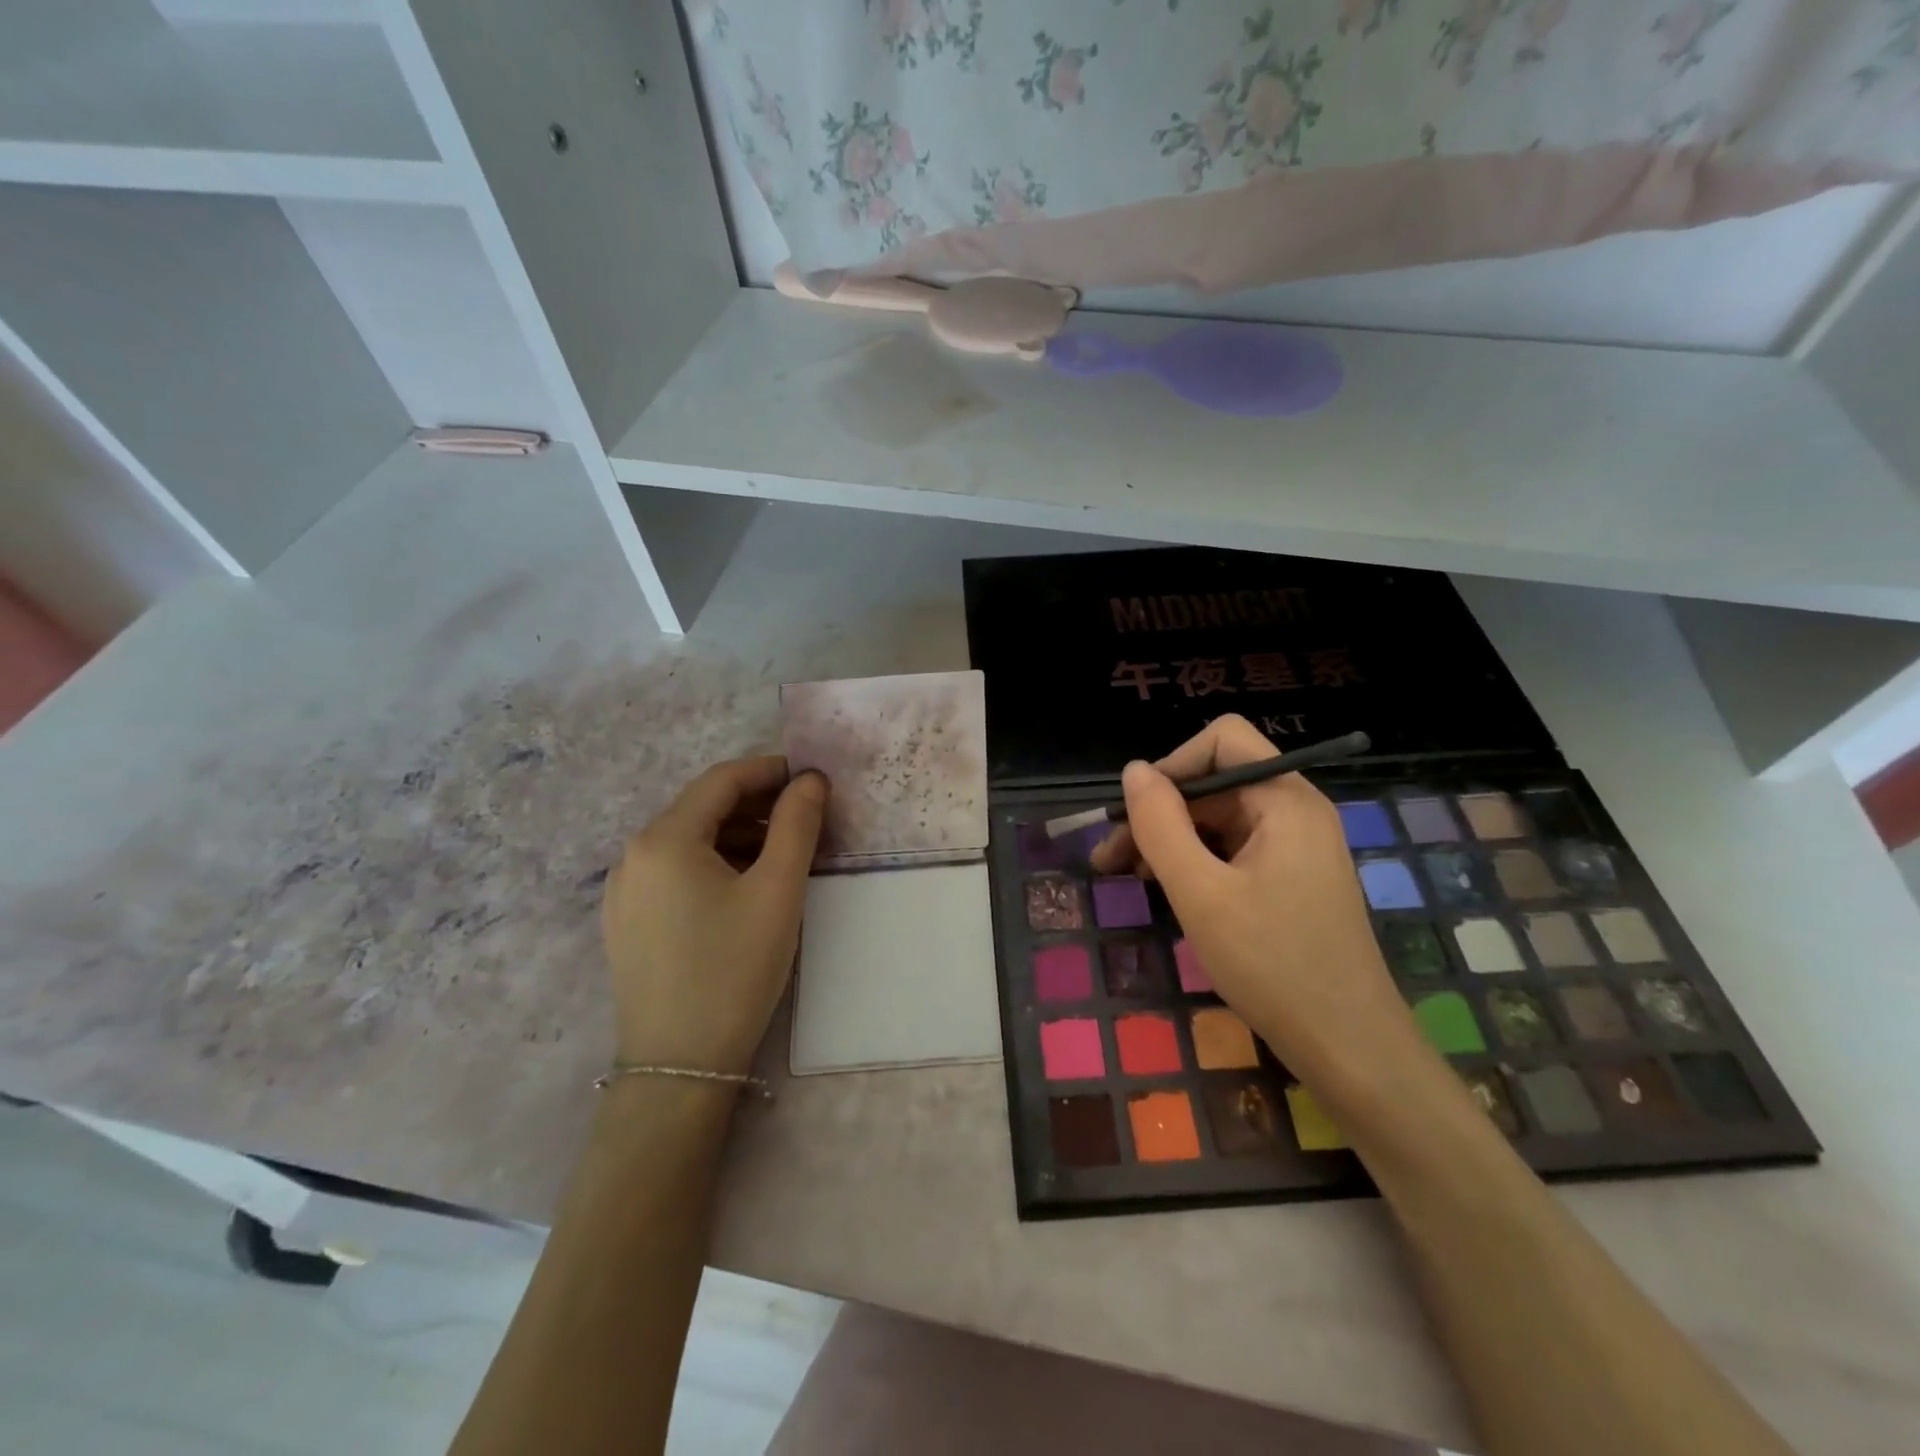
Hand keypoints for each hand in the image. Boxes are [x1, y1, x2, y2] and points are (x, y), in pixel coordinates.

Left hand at [601, 755, 826, 1075]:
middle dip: (757, 804)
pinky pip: (675, 871)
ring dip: (738, 835)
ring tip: (783, 853)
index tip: (812, 778)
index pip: (722, 780)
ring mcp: (623, 891)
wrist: (679, 1068)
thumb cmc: (733, 970)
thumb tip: (811, 780)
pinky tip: (745, 886)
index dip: (770, 770)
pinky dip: (714, 863)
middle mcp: (633, 855)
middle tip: (807, 817)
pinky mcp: (627, 921)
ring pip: (689, 841)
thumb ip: (797, 825)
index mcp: (664, 839)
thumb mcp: (777, 892)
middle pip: (702, 807)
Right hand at [1091, 715, 1425, 1095]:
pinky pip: (1231, 850)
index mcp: (1285, 800)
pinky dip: (1193, 862)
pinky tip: (1163, 889)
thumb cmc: (1273, 965)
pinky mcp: (1289, 879)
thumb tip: (1133, 770)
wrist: (1349, 1048)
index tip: (1135, 813)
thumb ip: (1160, 825)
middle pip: (1214, 783)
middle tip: (1108, 857)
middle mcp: (1294, 811)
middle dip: (1158, 812)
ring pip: (1217, 820)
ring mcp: (1294, 847)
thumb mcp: (1200, 893)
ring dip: (1168, 840)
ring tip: (1123, 876)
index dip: (1173, 765)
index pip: (1222, 740)